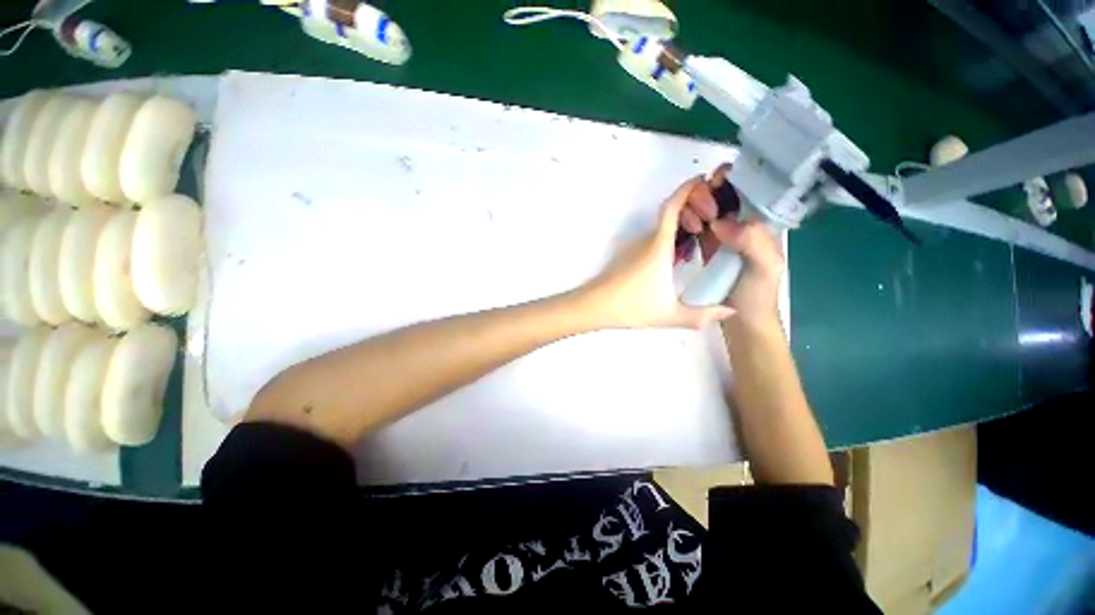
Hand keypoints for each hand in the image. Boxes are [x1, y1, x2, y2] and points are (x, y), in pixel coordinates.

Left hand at [578, 178, 735, 329]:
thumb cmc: (629, 307)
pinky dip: (670, 236)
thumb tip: (731, 312)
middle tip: (712, 220)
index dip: (687, 190)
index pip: (671, 208)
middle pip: (669, 214)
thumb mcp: (669, 314)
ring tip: (701, 234)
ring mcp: (634, 248)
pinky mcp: (628, 256)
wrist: (593, 306)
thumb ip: (702, 316)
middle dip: (692, 207)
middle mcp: (646, 241)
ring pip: (661, 227)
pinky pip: (653, 238)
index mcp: (658, 247)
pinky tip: (679, 254)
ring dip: (681, 223)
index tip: (703, 179)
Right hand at [681, 164, 784, 325]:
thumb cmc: (758, 295)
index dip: (730, 179)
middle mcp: (741, 224)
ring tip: (689, 224)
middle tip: (699, 214)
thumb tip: (721, 222)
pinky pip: (695, 227)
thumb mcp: (765, 268)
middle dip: (706, 194)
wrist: (742, 321)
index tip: (712, 184)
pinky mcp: (706, 248)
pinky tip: (682, 227)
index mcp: (759, 223)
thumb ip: (752, 241)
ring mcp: (722, 236)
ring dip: (693, 208)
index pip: (746, 189)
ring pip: (705, 209)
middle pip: (722, 195)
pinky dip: (687, 222)